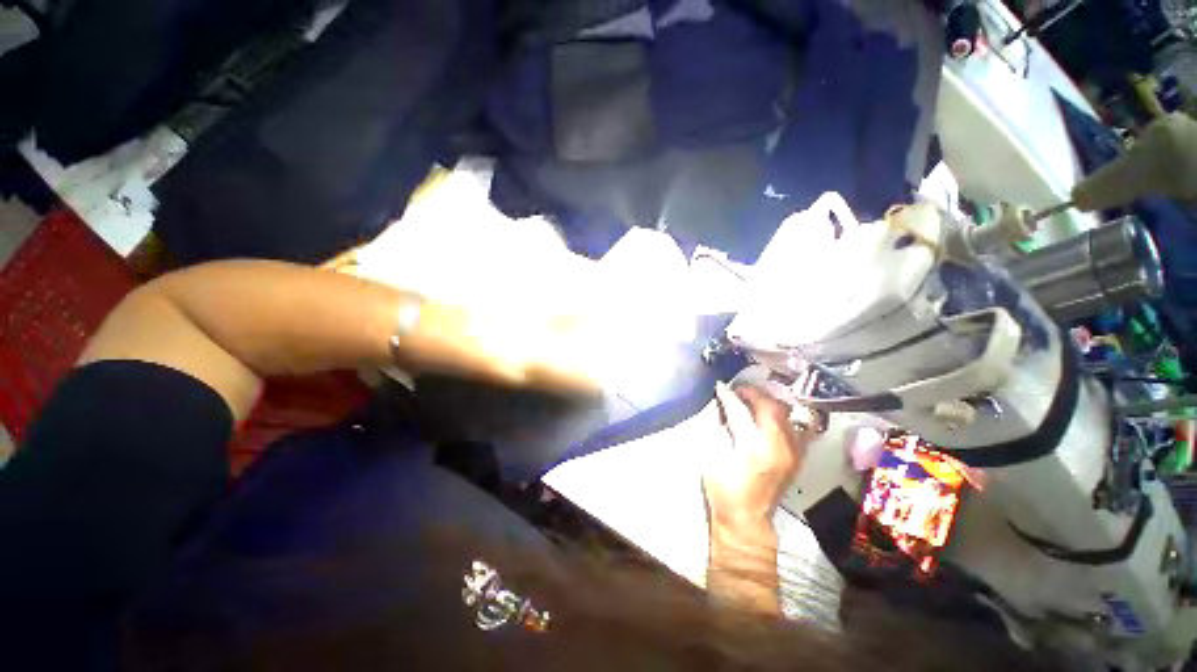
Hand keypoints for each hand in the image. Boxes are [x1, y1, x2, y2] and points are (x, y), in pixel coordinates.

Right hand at [700, 383, 810, 535]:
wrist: (748, 519)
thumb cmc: (723, 489)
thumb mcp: (712, 456)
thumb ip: (718, 427)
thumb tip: (721, 405)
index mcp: (753, 449)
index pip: (741, 412)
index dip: (729, 396)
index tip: (720, 386)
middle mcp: (779, 447)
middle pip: (771, 407)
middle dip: (753, 393)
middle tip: (737, 390)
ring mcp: (793, 452)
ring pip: (786, 413)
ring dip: (767, 401)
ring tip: (751, 399)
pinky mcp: (797, 456)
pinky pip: (794, 425)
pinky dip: (780, 415)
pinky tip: (767, 414)